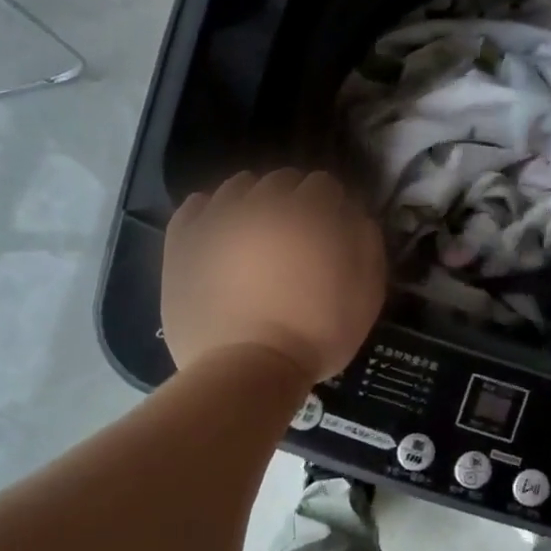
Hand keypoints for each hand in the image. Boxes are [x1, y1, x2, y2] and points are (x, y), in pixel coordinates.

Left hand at [162, 169, 386, 381]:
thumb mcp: (366, 294)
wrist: (247, 369)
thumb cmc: (316, 335)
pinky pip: (195, 206)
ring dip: (253, 201)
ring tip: (256, 234)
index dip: (330, 205)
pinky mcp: (184, 241)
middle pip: (281, 181)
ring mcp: (218, 220)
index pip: (323, 185)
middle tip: (296, 236)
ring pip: (238, 187)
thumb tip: (353, 214)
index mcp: (309, 213)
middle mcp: (262, 204)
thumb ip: (366, 243)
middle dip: (293, 200)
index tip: (331, 230)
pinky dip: (210, 212)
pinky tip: (219, 232)